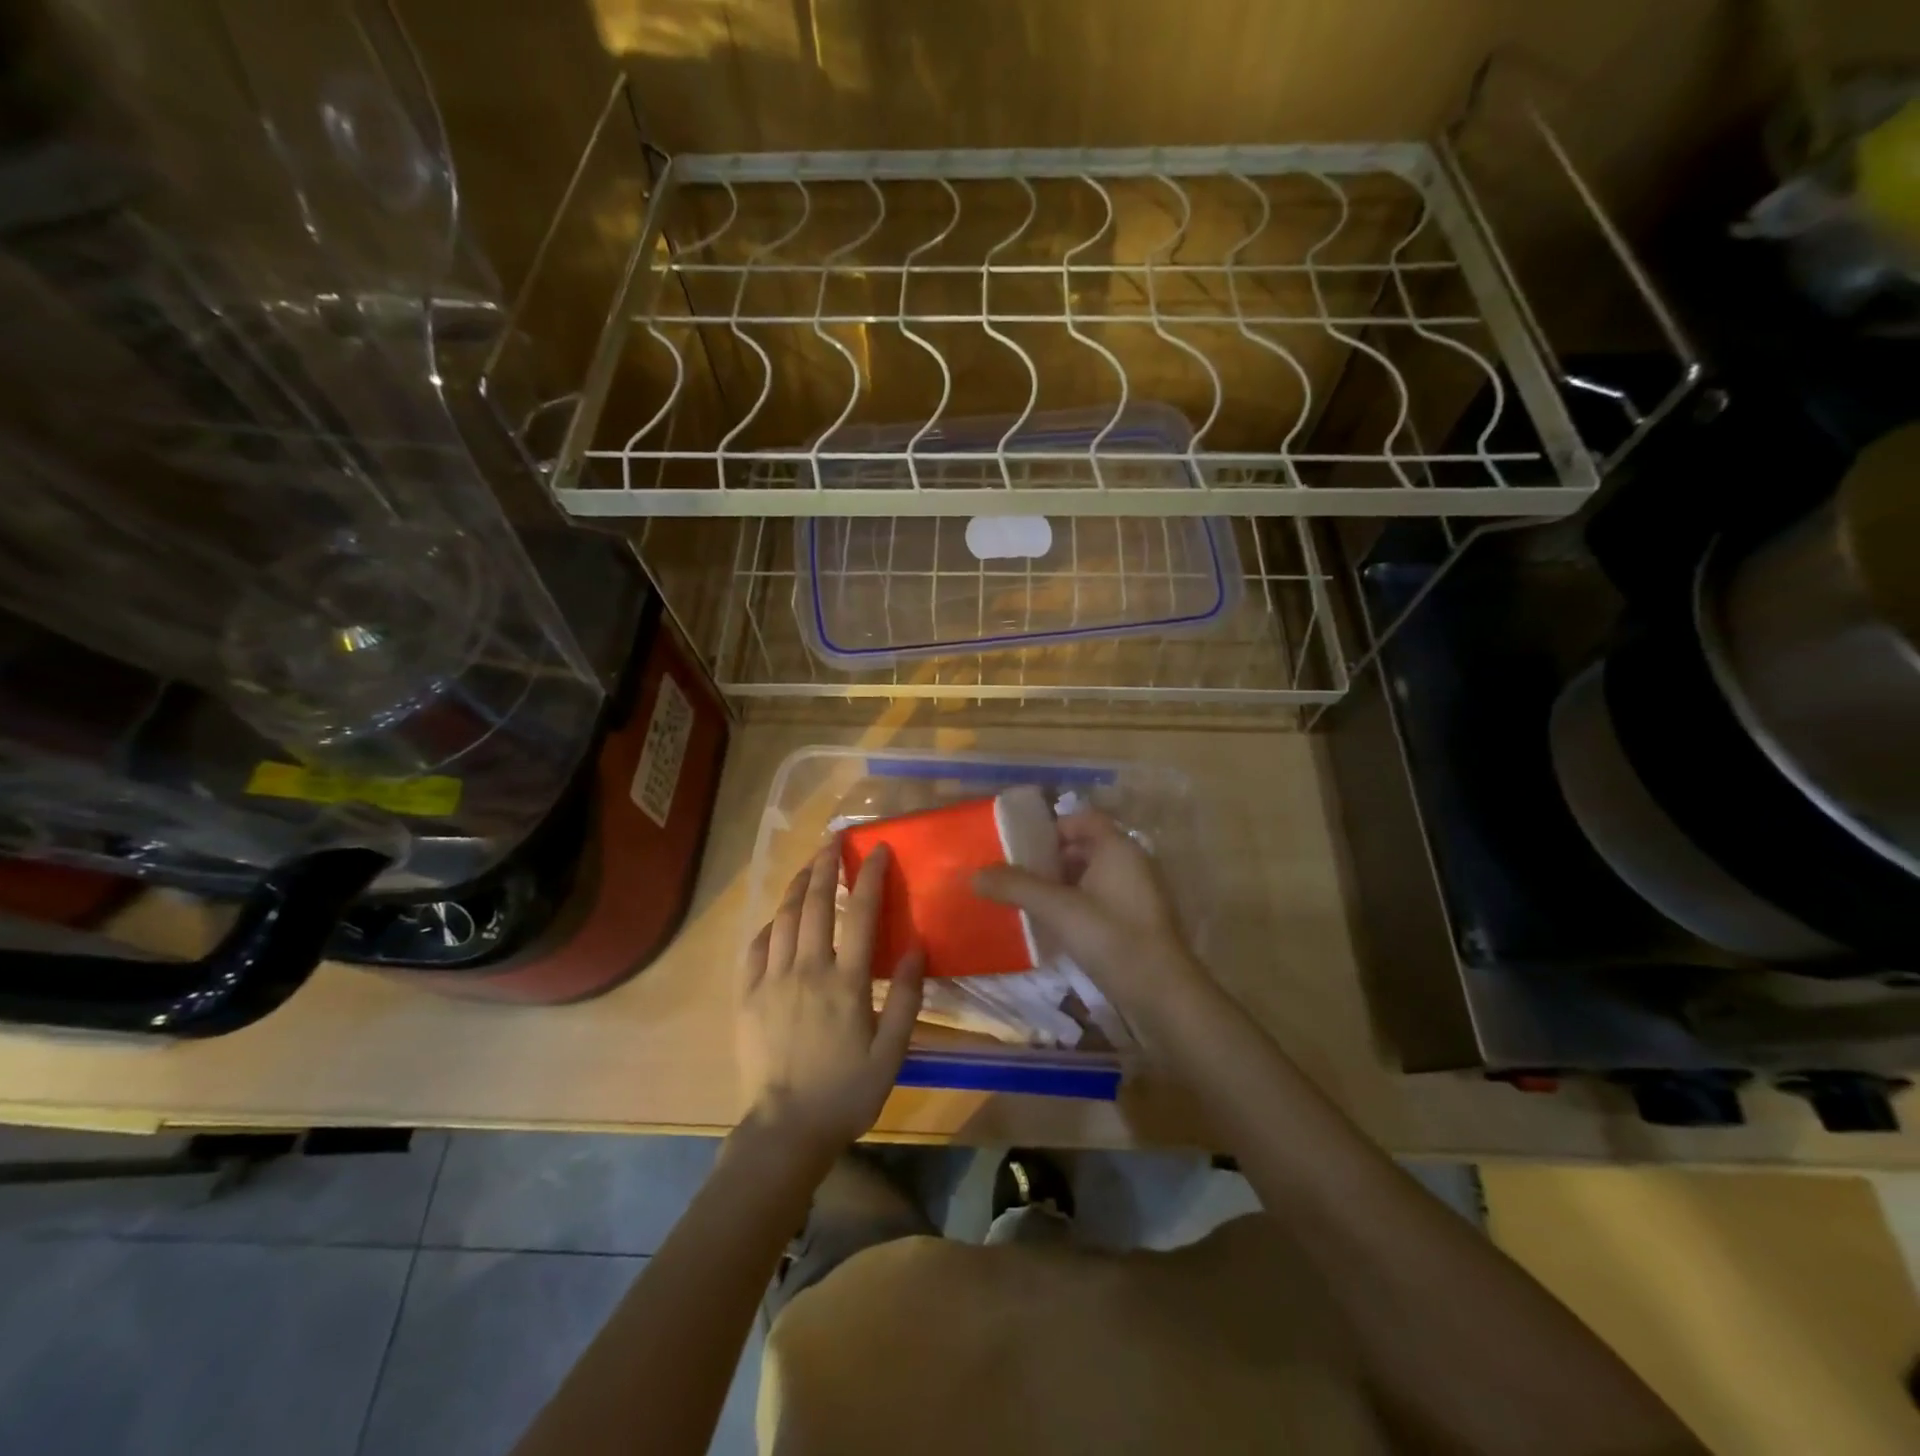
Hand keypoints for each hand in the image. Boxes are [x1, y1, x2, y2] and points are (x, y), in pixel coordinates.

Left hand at [736, 840, 924, 1161]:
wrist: (785, 1131)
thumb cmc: (845, 1093)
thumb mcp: (891, 1053)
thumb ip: (905, 998)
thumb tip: (915, 947)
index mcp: (845, 983)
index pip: (860, 915)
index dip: (870, 877)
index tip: (878, 850)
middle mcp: (806, 971)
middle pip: (816, 904)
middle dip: (826, 866)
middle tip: (834, 841)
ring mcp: (771, 981)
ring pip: (784, 918)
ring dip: (798, 885)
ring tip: (809, 864)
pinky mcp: (747, 997)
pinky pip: (756, 947)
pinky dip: (770, 924)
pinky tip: (779, 917)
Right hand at [974, 811, 1213, 1022]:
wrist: (1163, 994)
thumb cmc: (1112, 938)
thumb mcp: (1057, 909)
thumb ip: (1015, 887)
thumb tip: (972, 874)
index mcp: (1118, 847)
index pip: (1082, 818)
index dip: (1051, 827)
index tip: (1020, 845)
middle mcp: (1132, 862)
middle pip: (1086, 846)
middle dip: (1051, 858)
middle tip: (1017, 874)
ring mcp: (1139, 893)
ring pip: (1093, 875)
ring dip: (1063, 883)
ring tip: (1029, 900)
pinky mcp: (1139, 921)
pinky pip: (1102, 899)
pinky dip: (1078, 904)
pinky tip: (1056, 926)